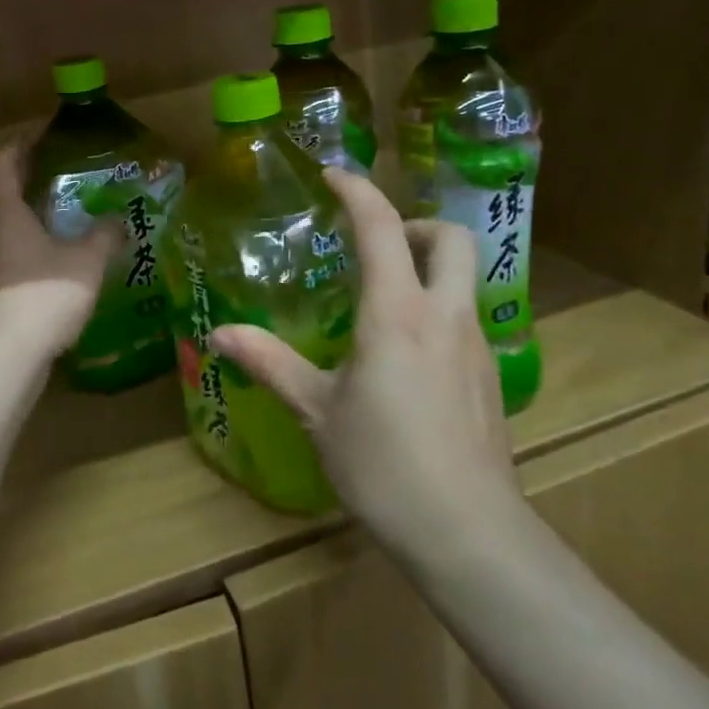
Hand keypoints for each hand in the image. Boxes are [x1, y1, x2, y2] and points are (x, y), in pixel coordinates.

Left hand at [0, 141, 117, 353]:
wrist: (5, 355)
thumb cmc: (45, 293)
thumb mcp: (87, 260)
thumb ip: (104, 234)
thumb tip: (117, 218)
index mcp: (3, 212)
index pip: (4, 163)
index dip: (21, 144)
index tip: (41, 133)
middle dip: (26, 184)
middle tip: (58, 180)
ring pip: (1, 231)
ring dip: (26, 222)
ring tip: (60, 225)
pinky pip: (4, 260)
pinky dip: (24, 253)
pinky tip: (51, 267)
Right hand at [209, 168, 521, 561]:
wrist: (468, 531)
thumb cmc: (383, 464)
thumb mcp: (316, 410)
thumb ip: (269, 363)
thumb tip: (219, 336)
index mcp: (395, 313)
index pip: (381, 228)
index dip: (357, 191)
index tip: (332, 176)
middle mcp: (443, 315)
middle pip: (451, 237)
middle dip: (415, 223)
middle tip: (376, 245)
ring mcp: (475, 345)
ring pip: (464, 277)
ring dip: (428, 265)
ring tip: (382, 300)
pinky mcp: (489, 376)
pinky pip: (465, 317)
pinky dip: (437, 307)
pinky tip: (407, 354)